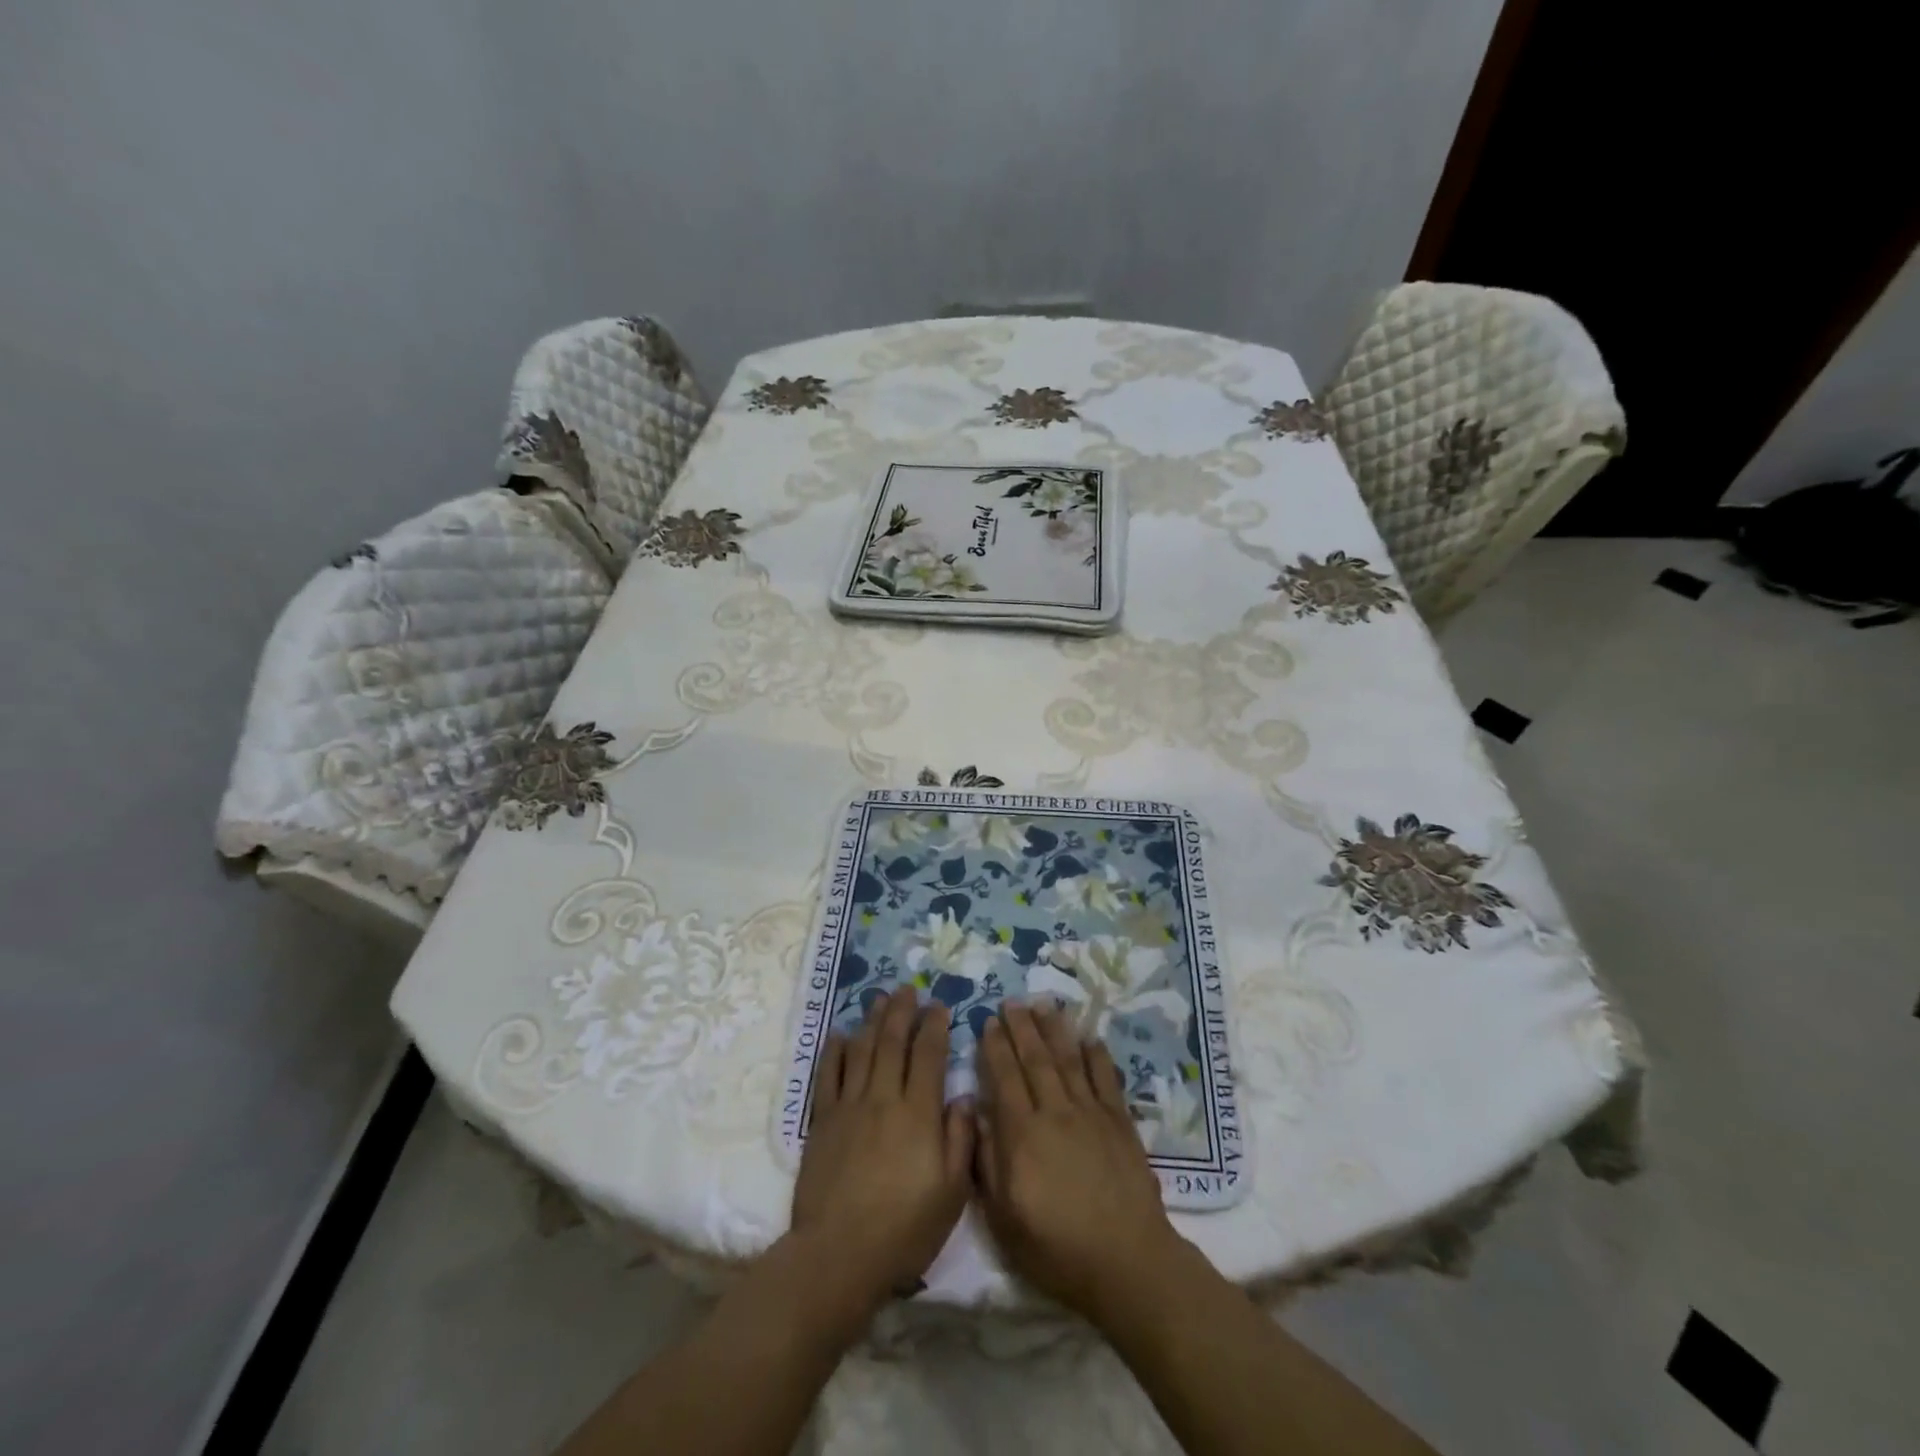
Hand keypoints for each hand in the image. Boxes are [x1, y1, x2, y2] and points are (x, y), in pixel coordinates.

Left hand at [789, 986, 974, 1323]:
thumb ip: (960, 1140)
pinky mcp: (822, 1121)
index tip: (939, 1006)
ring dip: (872, 1020)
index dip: (934, 1027)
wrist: (839, 1255)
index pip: (928, 1056)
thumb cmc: (904, 1229)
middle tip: (908, 989)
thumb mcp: (951, 1194)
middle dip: (902, 1011)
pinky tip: (841, 1034)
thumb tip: (963, 1098)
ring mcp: (849, 1107)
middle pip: (893, 1042)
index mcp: (919, 1113)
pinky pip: (828, 1075)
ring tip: (879, 998)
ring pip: (862, 1050)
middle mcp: (884, 1098)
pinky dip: (834, 1051)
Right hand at [974, 1002, 1184, 1320]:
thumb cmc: (1057, 1248)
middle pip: (1035, 1060)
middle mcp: (1055, 1112)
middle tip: (1012, 1001)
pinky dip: (1096, 1055)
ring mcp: (1090, 1113)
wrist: (1126, 1261)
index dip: (995, 1047)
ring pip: (1068, 1060)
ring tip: (1044, 1004)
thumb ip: (987, 1162)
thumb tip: (975, 1114)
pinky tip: (1089, 1038)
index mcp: (1023, 1134)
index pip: (1005, 1078)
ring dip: (1055, 1030)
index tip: (988, 1021)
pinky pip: (1106, 1078)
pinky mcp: (1119, 1121)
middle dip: (1021, 1028)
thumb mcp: (1004, 1218)